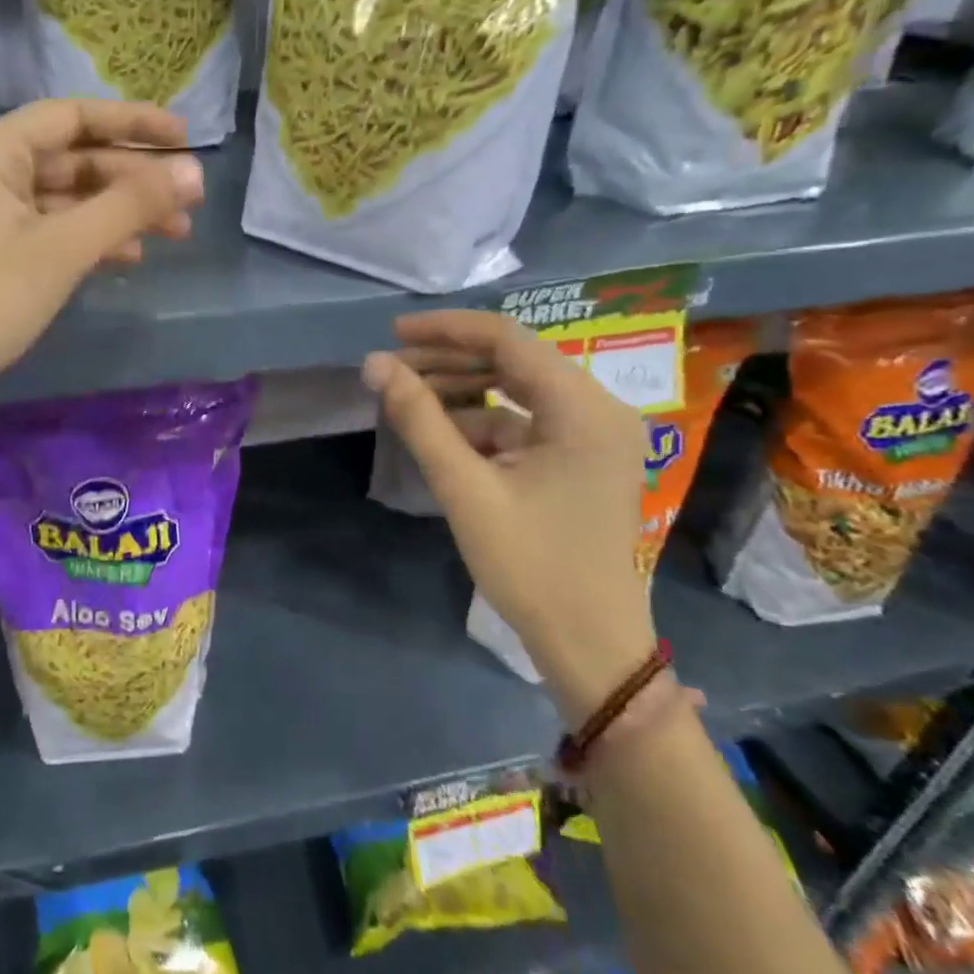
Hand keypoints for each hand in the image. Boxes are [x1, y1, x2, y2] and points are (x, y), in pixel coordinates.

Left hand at [0, 99, 203, 417]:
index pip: (75, 117)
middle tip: (190, 199)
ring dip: (121, 211)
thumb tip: (195, 173)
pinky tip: (131, 257)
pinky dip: (94, 239)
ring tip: (176, 232)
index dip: (133, 123)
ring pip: (70, 198)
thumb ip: (130, 205)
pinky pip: (56, 231)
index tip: (187, 138)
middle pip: (76, 158)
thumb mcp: (64, 247)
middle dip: (134, 178)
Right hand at [363, 311, 653, 724]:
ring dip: (463, 388)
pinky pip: (525, 419)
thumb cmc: (530, 565)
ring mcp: (593, 435)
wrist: (588, 643)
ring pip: (518, 387)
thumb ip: (419, 418)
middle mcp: (598, 409)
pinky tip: (443, 433)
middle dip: (450, 359)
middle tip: (392, 369)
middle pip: (514, 359)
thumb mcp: (465, 487)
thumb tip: (374, 364)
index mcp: (584, 409)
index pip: (508, 339)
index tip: (393, 333)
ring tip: (409, 396)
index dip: (446, 329)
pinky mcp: (581, 458)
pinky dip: (483, 420)